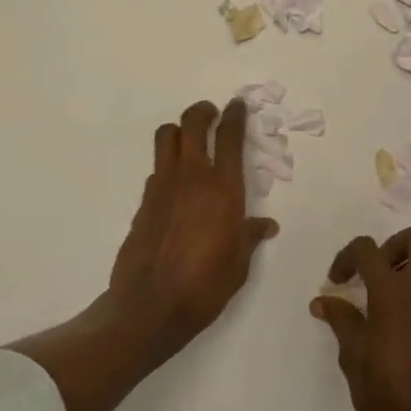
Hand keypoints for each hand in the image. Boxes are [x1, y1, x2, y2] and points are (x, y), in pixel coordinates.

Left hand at [108, 98, 279, 350]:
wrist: (151, 305)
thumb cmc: (206, 285)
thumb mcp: (239, 263)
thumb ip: (250, 236)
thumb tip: (266, 225)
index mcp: (224, 188)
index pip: (231, 137)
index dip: (235, 116)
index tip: (237, 105)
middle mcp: (193, 177)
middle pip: (193, 123)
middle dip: (203, 112)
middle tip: (211, 114)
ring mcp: (163, 185)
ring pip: (166, 136)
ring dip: (179, 131)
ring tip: (189, 141)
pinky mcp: (144, 201)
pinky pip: (157, 168)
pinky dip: (167, 165)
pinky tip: (174, 185)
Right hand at [311, 223, 410, 410]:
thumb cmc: (385, 393)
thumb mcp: (353, 355)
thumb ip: (341, 319)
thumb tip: (323, 301)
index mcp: (394, 291)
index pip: (368, 249)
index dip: (348, 257)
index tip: (338, 282)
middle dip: (394, 245)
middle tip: (375, 272)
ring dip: (409, 268)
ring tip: (385, 300)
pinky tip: (402, 326)